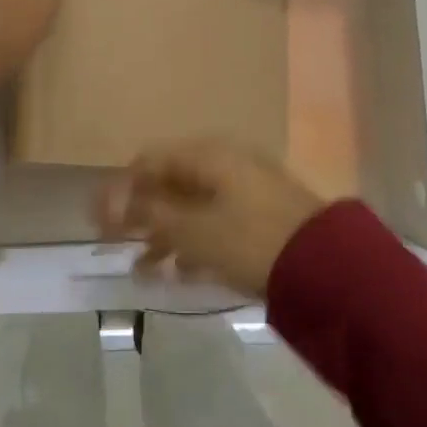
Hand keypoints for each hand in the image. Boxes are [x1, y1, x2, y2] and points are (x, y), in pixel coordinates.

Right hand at [95, 139, 326, 297]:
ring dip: (164, 235)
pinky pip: (215, 222)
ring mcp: (246, 188)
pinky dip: (193, 242)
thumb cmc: (251, 240)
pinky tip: (181, 272)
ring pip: (192, 206)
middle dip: (141, 216)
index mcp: (207, 155)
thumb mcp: (193, 230)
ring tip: (145, 270)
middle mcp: (225, 163)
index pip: (149, 161)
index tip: (98, 220)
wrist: (328, 267)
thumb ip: (148, 215)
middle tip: (117, 246)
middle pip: (169, 184)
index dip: (119, 189)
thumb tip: (109, 205)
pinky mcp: (262, 215)